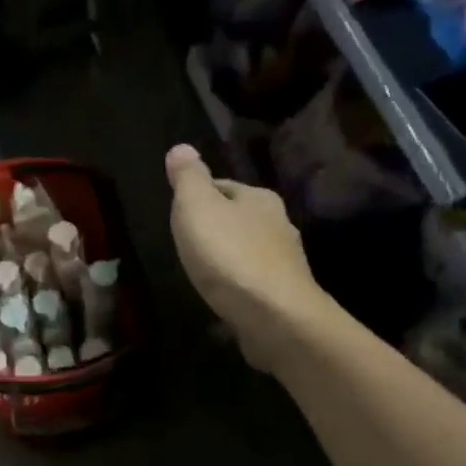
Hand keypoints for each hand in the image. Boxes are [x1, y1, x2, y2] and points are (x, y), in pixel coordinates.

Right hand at [165, 144, 324, 371]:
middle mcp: (279, 223)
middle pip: (239, 217)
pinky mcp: (284, 295)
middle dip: (216, 226)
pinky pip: (254, 280)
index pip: (223, 186)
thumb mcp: (197, 207)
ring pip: (248, 249)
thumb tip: (181, 147)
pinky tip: (224, 294)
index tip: (180, 211)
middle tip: (188, 241)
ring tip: (203, 269)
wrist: (274, 317)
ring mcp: (285, 262)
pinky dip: (238, 283)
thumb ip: (188, 178)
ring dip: (228, 256)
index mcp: (259, 198)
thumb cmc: (230, 256)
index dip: (199, 195)